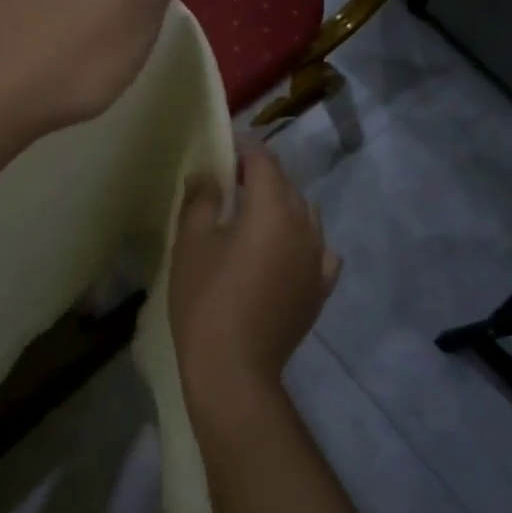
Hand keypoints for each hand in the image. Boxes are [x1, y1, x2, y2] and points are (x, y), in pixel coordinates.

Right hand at [170, 143, 341, 408]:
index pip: (265, 162)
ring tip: (256, 217)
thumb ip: (201, 200)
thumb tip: (207, 175)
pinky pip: (320, 252)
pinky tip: (287, 253)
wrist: (233, 366)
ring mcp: (318, 261)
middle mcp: (304, 228)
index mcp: (272, 211)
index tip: (226, 146)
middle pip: (288, 188)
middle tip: (232, 182)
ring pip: (306, 217)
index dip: (245, 148)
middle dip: (263, 177)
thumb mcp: (191, 244)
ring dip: (284, 208)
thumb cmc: (205, 299)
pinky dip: (304, 243)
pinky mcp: (320, 289)